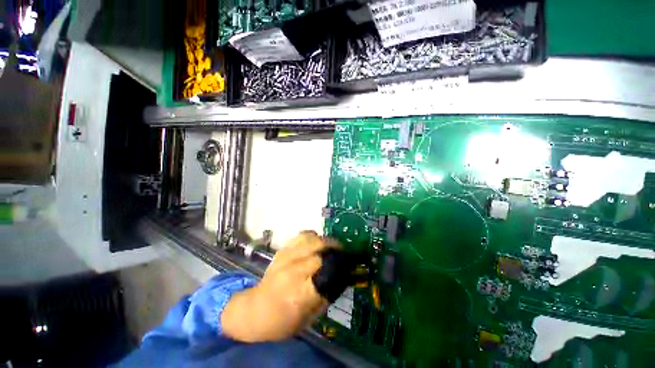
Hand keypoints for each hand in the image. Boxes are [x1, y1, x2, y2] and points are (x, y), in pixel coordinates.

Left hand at [221, 231, 334, 341]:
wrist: (254, 310)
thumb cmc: (281, 321)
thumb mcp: (308, 318)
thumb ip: (326, 297)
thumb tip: (341, 279)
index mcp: (299, 293)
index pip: (325, 272)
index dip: (339, 266)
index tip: (348, 264)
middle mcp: (292, 271)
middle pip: (319, 251)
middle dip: (334, 250)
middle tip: (343, 253)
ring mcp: (285, 257)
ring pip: (310, 239)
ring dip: (325, 240)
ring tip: (332, 245)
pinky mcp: (282, 251)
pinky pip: (301, 236)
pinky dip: (312, 236)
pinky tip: (317, 241)